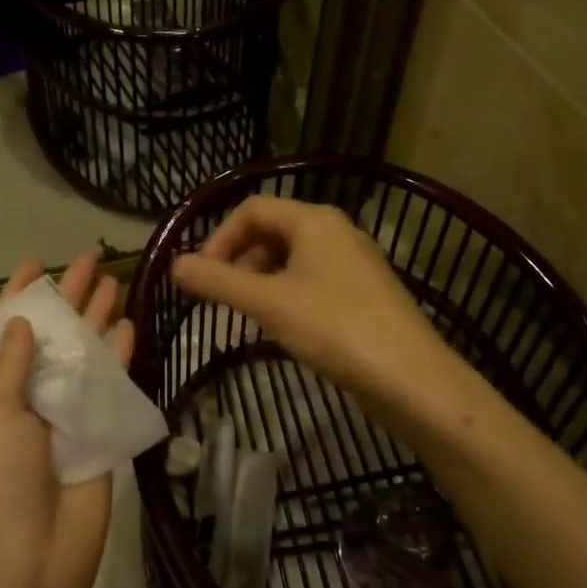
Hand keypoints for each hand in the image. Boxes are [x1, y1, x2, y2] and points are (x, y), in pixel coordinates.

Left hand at [0, 252, 133, 587]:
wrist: (30, 561)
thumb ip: (8, 365)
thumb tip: (18, 321)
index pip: (0, 332)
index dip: (17, 296)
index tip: (37, 262)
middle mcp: (25, 399)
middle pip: (48, 337)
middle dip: (68, 298)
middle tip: (92, 260)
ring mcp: (63, 417)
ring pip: (83, 356)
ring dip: (97, 321)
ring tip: (117, 283)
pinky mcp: (96, 435)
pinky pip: (108, 388)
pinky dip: (119, 358)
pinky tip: (131, 328)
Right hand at [172, 196, 453, 409]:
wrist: (411, 378)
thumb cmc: (335, 328)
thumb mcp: (268, 303)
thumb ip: (218, 281)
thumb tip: (174, 264)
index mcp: (314, 220)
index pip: (252, 209)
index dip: (219, 237)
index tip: (202, 276)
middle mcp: (336, 230)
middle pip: (272, 229)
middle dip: (239, 258)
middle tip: (221, 296)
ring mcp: (354, 262)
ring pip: (292, 256)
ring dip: (261, 277)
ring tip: (248, 313)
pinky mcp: (364, 292)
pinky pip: (313, 278)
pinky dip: (287, 292)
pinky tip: (283, 325)